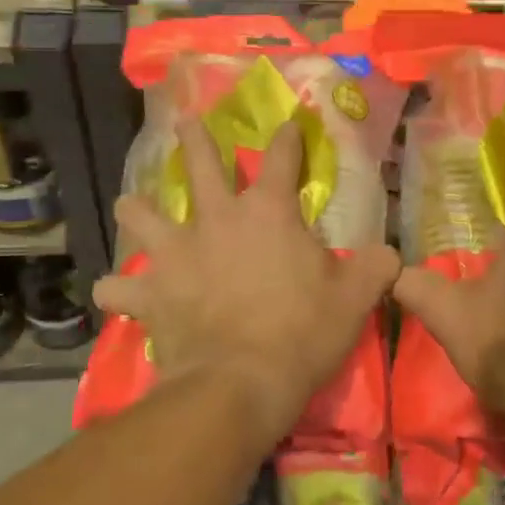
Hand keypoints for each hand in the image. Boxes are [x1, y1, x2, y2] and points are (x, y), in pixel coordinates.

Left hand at [93, 119, 399, 442]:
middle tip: (185, 121)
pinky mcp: (150, 292)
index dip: (288, 138)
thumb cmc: (302, 333)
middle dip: (194, 138)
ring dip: (136, 209)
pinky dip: (117, 289)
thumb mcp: (355, 299)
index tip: (289, 123)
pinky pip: (118, 288)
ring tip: (132, 205)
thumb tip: (389, 254)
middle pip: (200, 164)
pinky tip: (115, 292)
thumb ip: (375, 267)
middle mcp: (217, 219)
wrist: (241, 383)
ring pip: (142, 214)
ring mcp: (177, 252)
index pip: (282, 158)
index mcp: (268, 212)